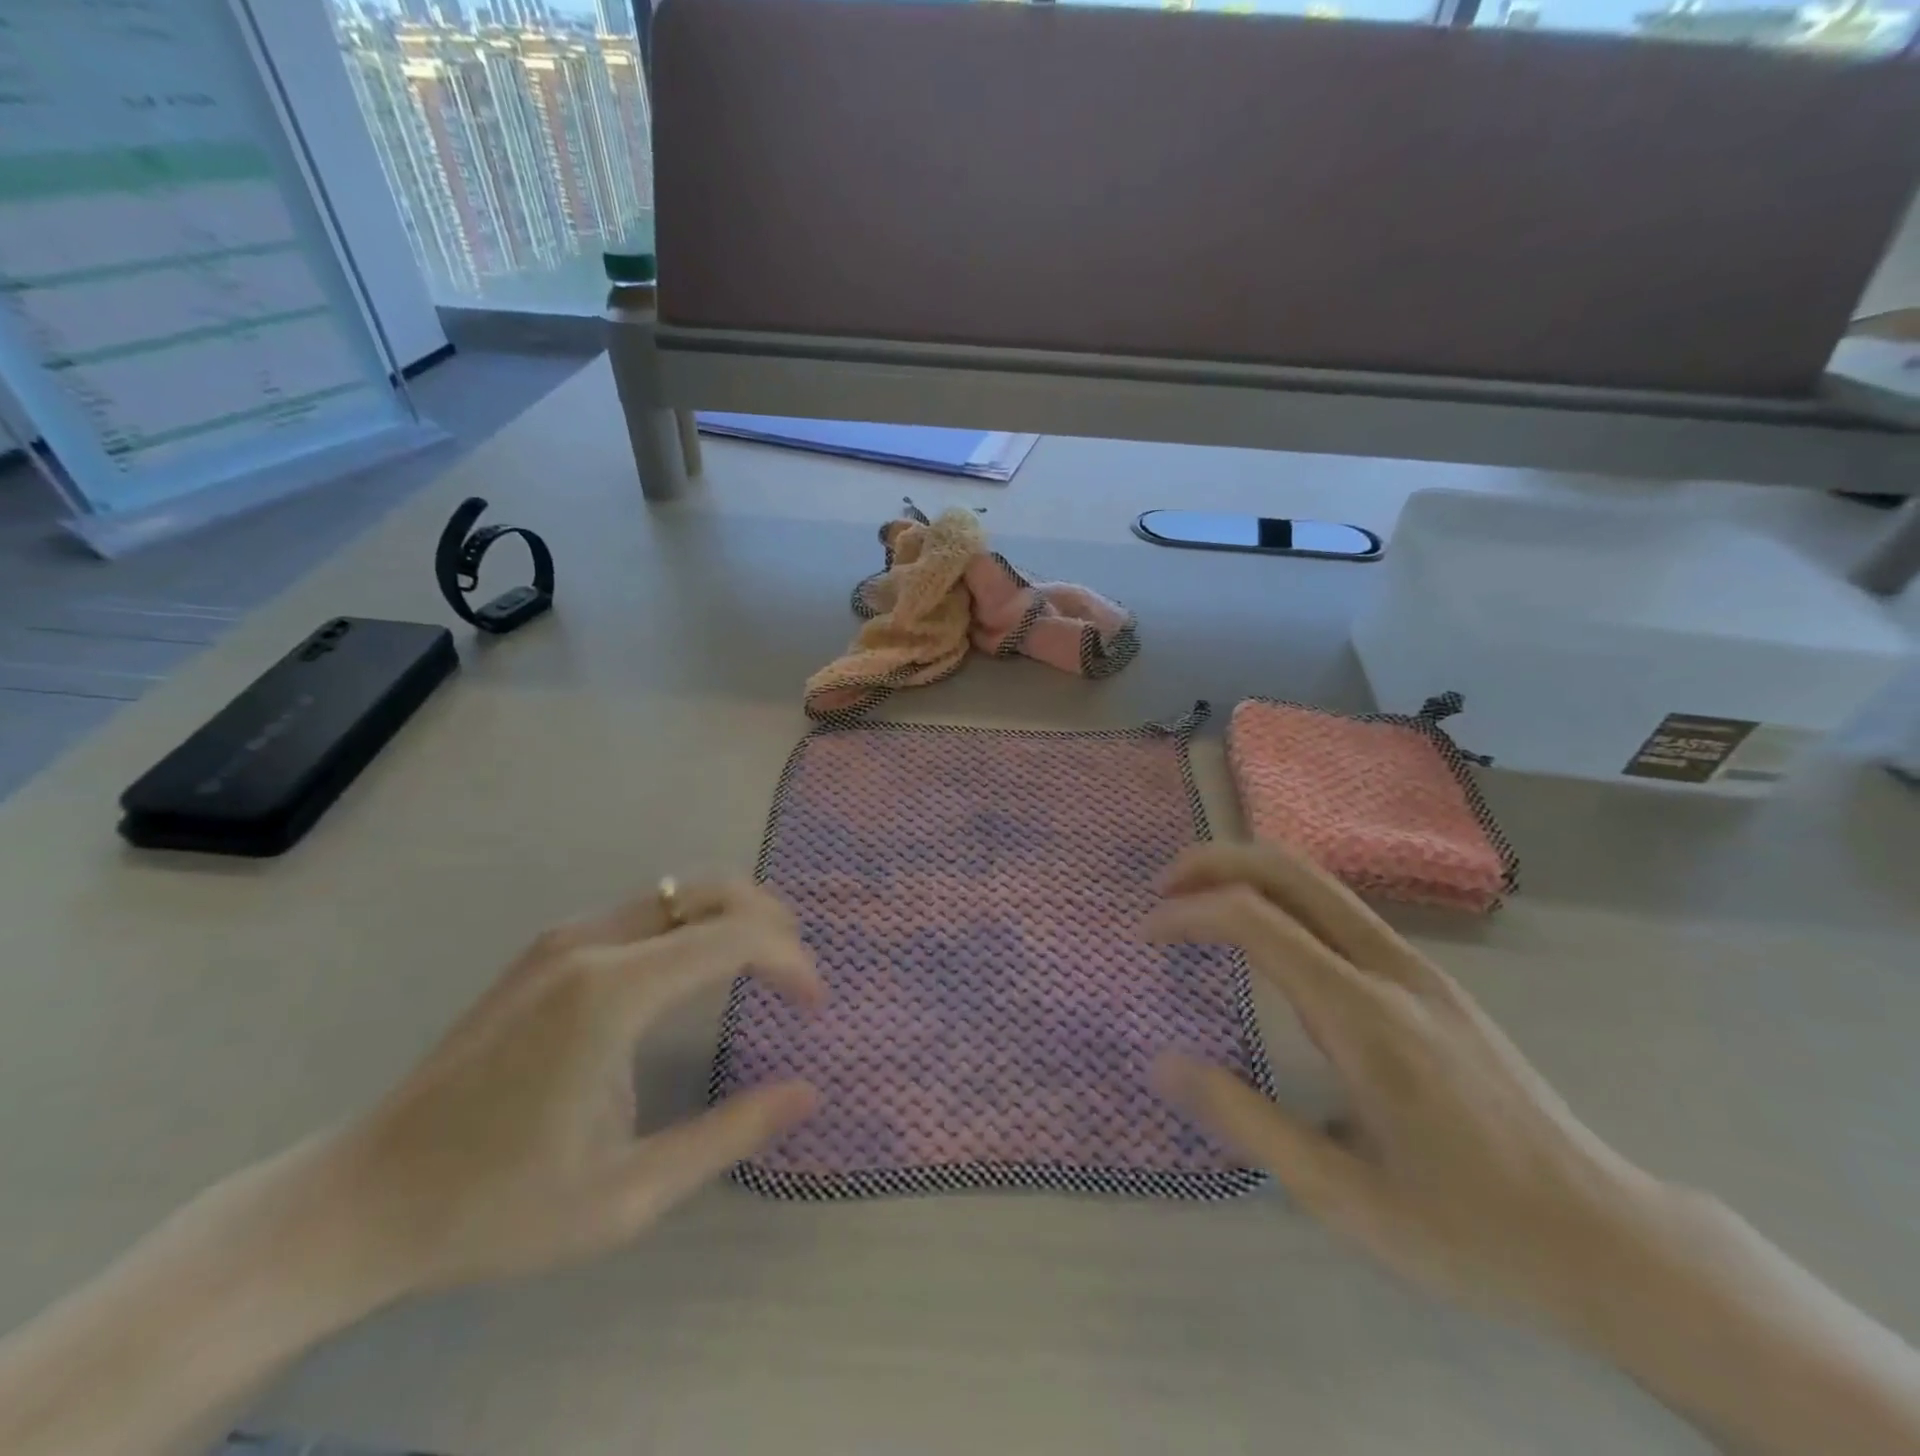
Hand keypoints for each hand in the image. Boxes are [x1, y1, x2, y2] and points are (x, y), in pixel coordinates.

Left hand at [335, 880, 824, 1299]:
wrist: (361, 1200)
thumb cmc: (496, 1205)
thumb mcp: (626, 1194)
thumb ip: (727, 1135)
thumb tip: (806, 1093)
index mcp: (612, 992)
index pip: (734, 938)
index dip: (791, 961)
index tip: (815, 1005)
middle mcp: (592, 942)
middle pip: (711, 889)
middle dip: (771, 920)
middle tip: (797, 975)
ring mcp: (565, 938)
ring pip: (678, 890)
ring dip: (733, 916)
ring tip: (763, 967)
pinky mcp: (549, 948)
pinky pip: (646, 910)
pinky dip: (694, 924)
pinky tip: (697, 973)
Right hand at [1145, 842, 1667, 1329]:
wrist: (1610, 1240)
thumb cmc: (1471, 1230)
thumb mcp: (1343, 1197)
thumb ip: (1246, 1122)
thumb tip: (1163, 1063)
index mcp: (1365, 1015)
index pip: (1257, 920)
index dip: (1189, 912)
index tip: (1147, 932)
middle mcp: (1391, 969)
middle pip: (1292, 870)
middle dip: (1216, 861)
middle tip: (1163, 886)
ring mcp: (1418, 968)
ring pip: (1320, 882)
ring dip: (1248, 874)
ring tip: (1198, 902)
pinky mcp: (1431, 980)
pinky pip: (1341, 911)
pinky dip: (1282, 899)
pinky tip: (1264, 939)